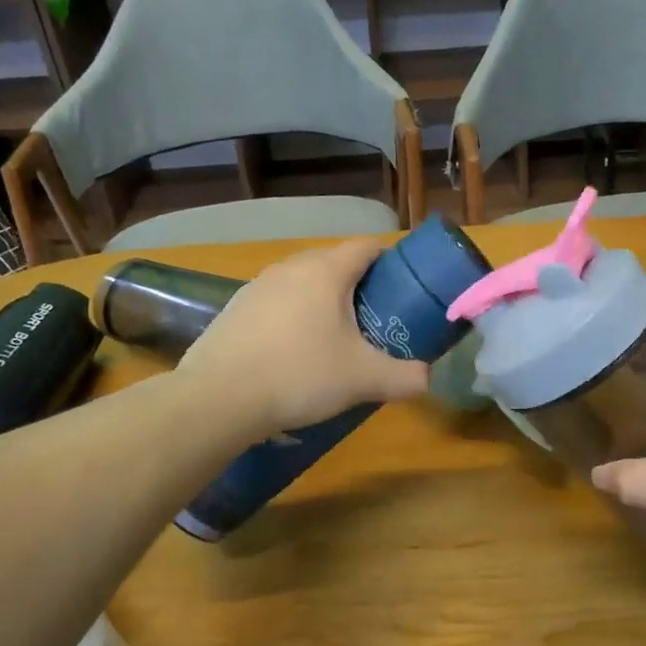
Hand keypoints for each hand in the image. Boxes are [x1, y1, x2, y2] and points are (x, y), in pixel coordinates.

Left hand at [175, 238, 428, 438]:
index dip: (389, 260)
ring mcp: (257, 286)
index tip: (403, 286)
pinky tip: (292, 353)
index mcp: (326, 271)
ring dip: (321, 301)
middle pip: (333, 262)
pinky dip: (291, 317)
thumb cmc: (300, 374)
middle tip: (374, 318)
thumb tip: (427, 380)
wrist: (219, 398)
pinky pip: (275, 303)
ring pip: (301, 283)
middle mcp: (290, 267)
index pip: (366, 247)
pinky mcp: (234, 309)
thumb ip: (405, 377)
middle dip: (357, 284)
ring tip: (333, 337)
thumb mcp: (364, 379)